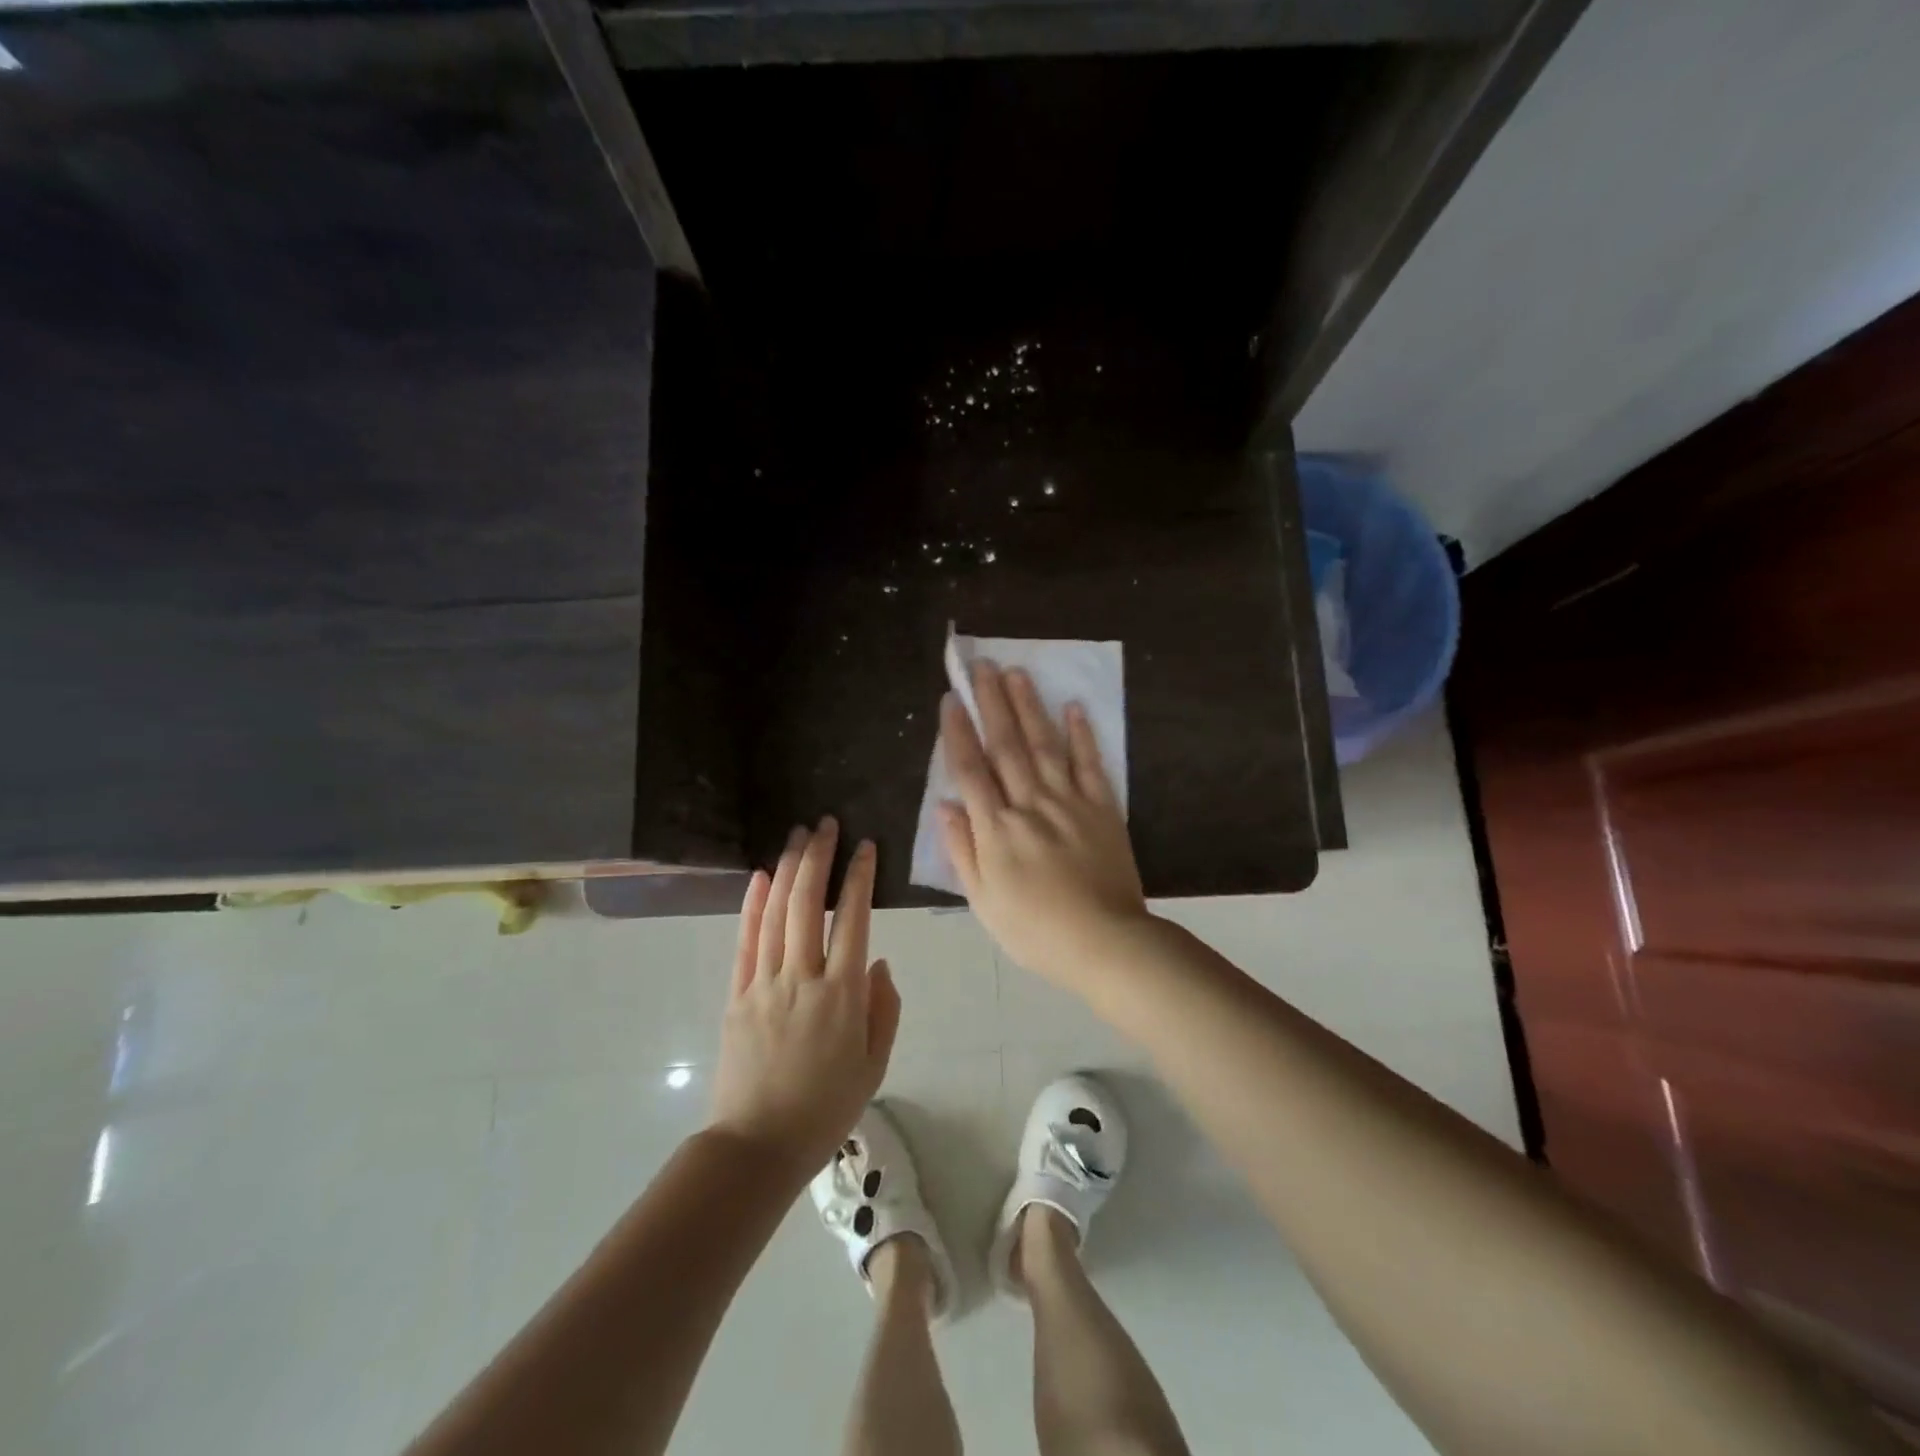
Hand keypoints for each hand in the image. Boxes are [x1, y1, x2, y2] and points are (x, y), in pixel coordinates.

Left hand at [710, 819, 900, 1179]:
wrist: (758, 1146)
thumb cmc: (826, 1108)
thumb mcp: (874, 1065)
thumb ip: (883, 1008)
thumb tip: (879, 960)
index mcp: (843, 995)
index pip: (853, 919)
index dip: (859, 878)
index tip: (864, 846)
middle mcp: (803, 978)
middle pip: (809, 904)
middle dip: (819, 857)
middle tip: (825, 823)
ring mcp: (764, 984)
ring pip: (776, 913)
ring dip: (788, 869)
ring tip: (797, 835)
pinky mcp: (736, 995)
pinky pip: (745, 942)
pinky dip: (752, 905)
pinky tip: (760, 876)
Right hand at [938, 661, 1149, 988]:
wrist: (1105, 942)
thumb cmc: (1035, 930)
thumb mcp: (984, 901)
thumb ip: (962, 851)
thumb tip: (943, 805)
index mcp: (997, 829)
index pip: (971, 770)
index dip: (958, 732)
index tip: (950, 699)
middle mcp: (1030, 804)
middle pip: (1007, 745)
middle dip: (992, 703)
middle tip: (982, 667)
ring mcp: (1069, 802)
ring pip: (1045, 745)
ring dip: (1030, 707)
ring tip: (1017, 672)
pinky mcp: (1103, 808)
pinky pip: (1090, 764)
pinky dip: (1083, 735)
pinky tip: (1074, 708)